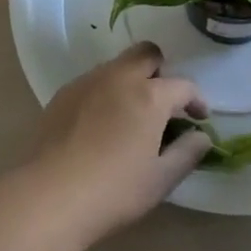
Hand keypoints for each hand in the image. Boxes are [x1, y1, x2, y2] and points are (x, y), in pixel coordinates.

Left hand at [16, 42, 209, 248]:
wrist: (48, 196)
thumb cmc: (113, 190)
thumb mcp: (161, 179)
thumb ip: (187, 153)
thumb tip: (201, 136)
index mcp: (150, 95)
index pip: (183, 85)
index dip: (196, 100)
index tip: (199, 118)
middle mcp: (119, 77)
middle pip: (147, 54)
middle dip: (162, 72)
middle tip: (164, 103)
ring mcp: (87, 82)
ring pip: (118, 65)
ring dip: (132, 80)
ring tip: (132, 115)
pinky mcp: (63, 94)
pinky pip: (93, 81)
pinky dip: (106, 92)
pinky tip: (101, 124)